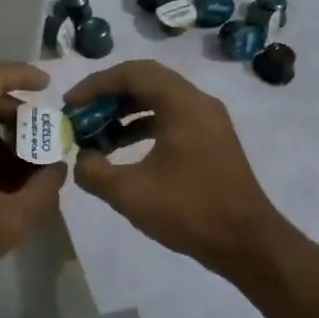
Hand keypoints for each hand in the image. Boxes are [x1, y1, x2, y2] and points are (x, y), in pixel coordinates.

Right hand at [63, 59, 288, 279]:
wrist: (248, 243)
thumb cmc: (190, 211)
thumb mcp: (130, 193)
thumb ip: (94, 171)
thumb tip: (81, 158)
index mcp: (182, 104)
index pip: (132, 73)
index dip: (95, 85)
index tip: (70, 105)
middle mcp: (198, 102)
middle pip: (145, 79)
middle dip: (108, 94)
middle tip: (81, 113)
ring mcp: (208, 120)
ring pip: (158, 98)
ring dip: (124, 110)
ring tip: (96, 132)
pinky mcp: (211, 138)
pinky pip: (170, 116)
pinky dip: (142, 124)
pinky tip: (121, 147)